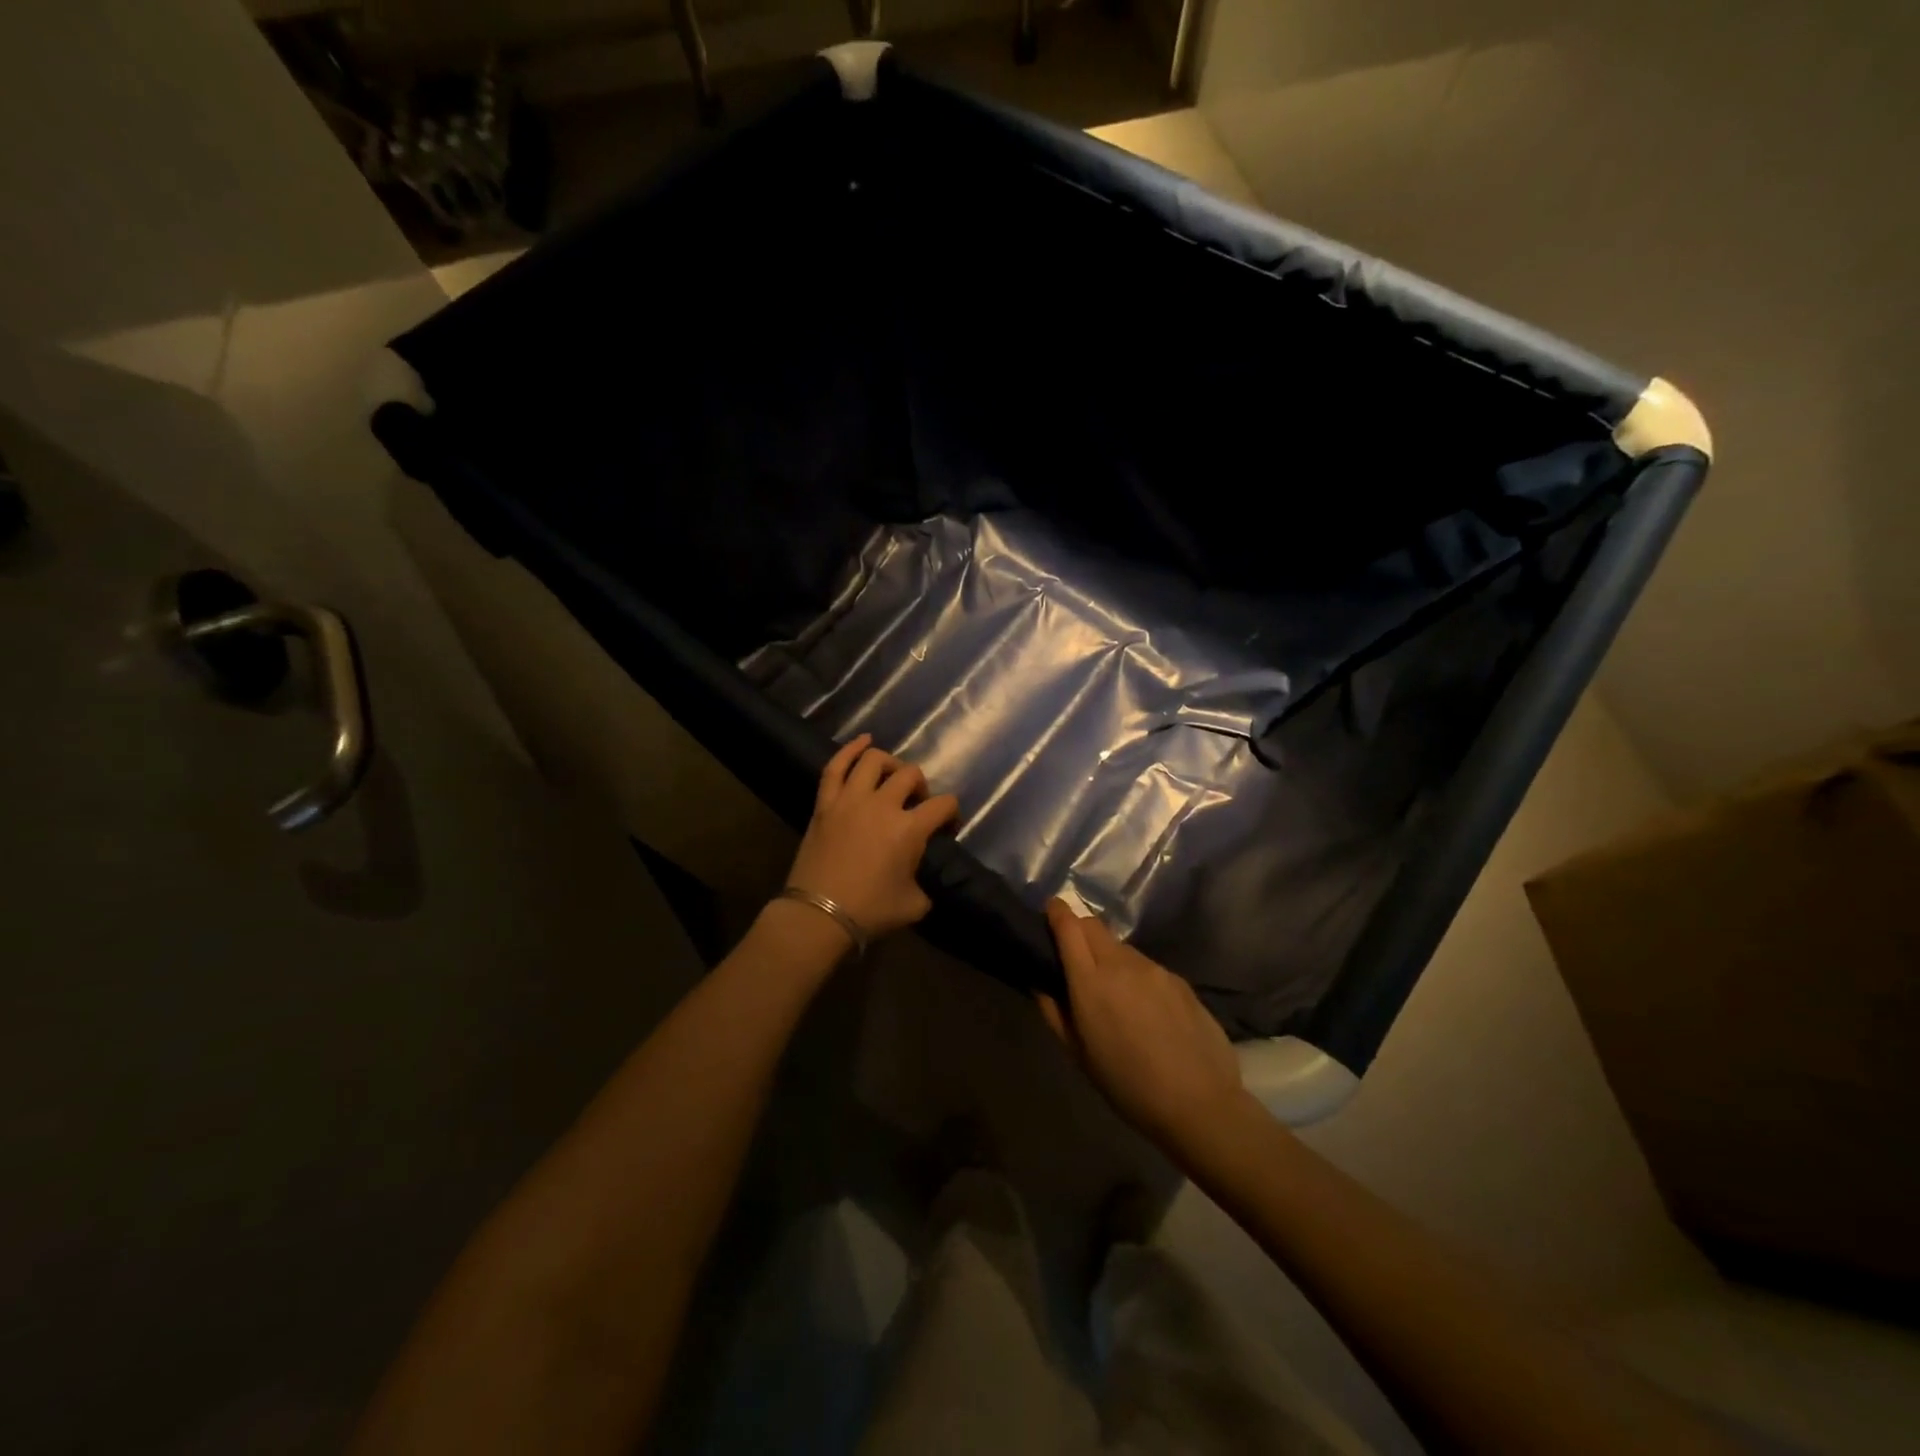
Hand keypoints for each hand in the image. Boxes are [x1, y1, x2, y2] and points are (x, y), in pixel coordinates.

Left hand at [785, 734, 960, 940]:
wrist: (819, 915)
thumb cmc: (870, 911)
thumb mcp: (914, 904)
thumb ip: (925, 883)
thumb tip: (921, 877)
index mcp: (909, 829)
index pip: (943, 804)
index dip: (951, 813)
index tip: (947, 827)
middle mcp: (882, 804)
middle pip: (910, 775)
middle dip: (921, 787)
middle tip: (916, 804)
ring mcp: (850, 799)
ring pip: (874, 761)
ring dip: (890, 764)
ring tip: (892, 776)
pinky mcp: (825, 803)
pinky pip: (835, 767)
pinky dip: (850, 749)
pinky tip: (864, 741)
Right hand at [1039, 899, 1244, 1148]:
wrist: (1199, 1103)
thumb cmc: (1127, 1085)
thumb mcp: (1078, 1055)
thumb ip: (1054, 1013)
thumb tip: (1040, 983)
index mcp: (1090, 982)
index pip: (1069, 926)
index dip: (1057, 912)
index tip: (1050, 912)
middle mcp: (1121, 964)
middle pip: (1094, 925)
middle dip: (1079, 930)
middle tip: (1076, 958)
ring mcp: (1155, 969)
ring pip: (1121, 947)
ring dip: (1109, 957)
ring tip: (1115, 994)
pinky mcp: (1179, 979)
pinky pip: (1148, 967)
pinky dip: (1137, 976)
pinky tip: (1147, 1010)